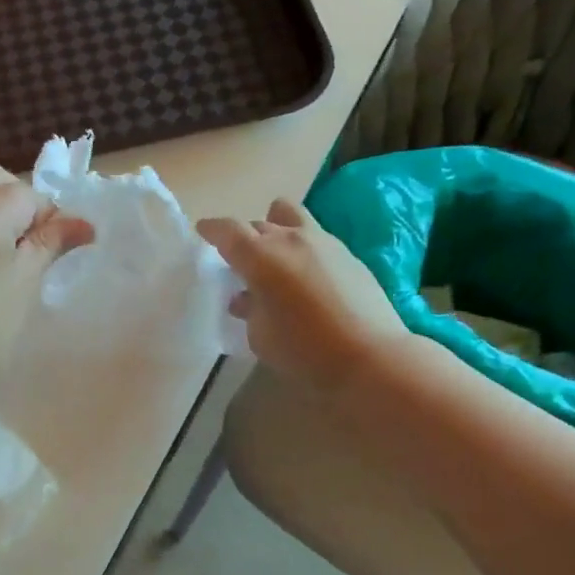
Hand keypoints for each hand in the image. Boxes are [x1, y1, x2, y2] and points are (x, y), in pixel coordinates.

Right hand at [197, 199, 406, 392]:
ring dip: (276, 229)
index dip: (212, 229)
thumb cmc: (304, 350)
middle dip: (244, 238)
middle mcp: (290, 239)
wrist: (370, 356)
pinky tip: (306, 275)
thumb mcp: (261, 336)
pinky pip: (315, 237)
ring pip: (291, 217)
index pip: (228, 230)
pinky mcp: (348, 254)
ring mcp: (323, 242)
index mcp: (261, 256)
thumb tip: (246, 298)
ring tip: (275, 255)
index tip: (203, 231)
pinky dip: (302, 247)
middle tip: (240, 260)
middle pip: (258, 224)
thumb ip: (249, 310)